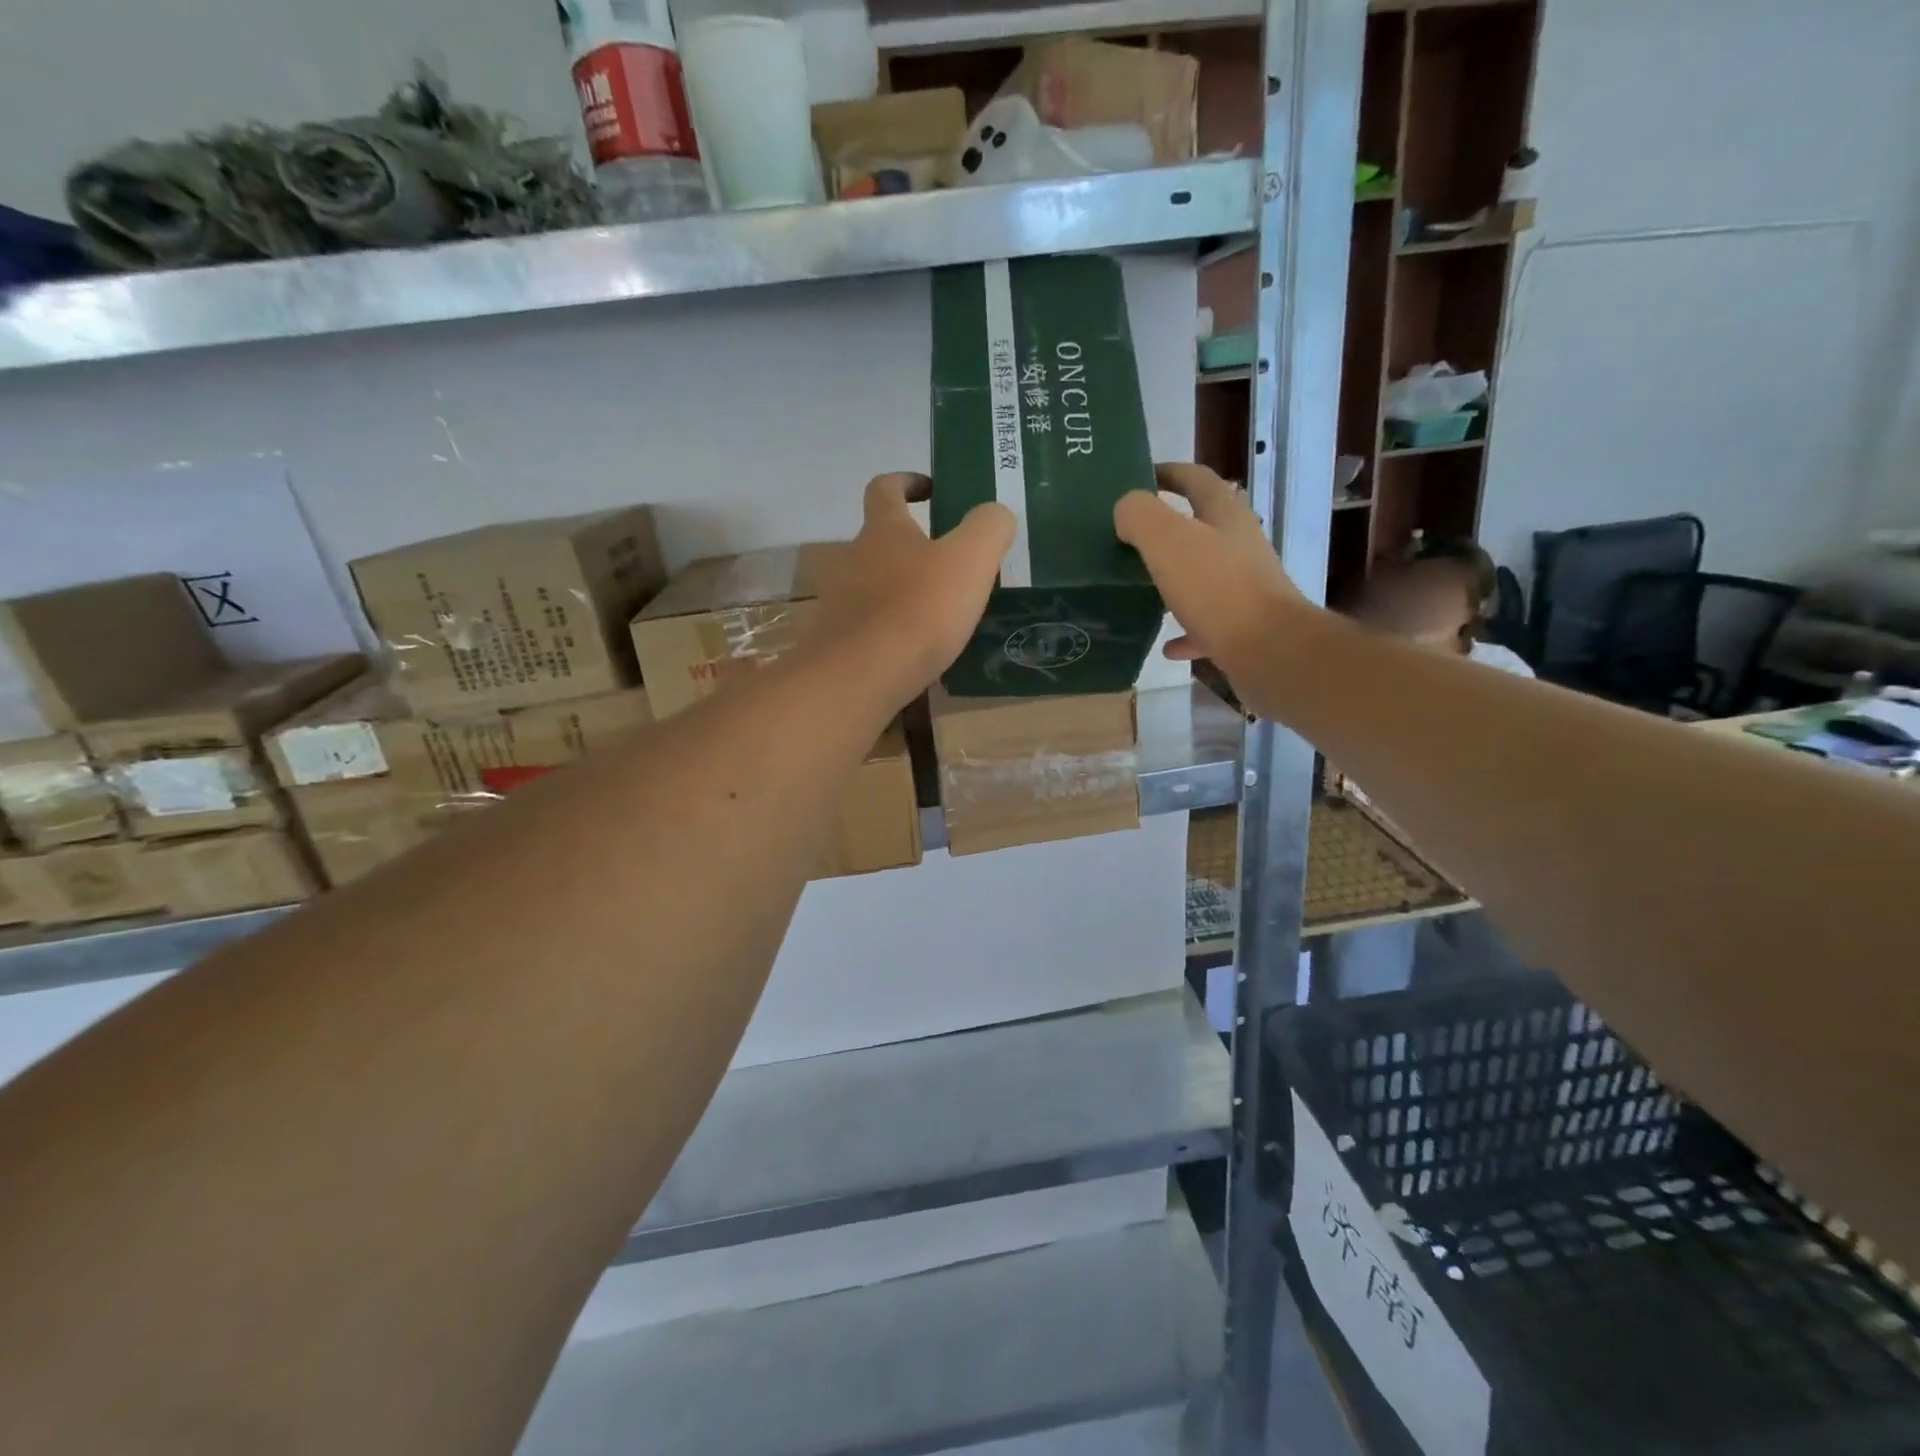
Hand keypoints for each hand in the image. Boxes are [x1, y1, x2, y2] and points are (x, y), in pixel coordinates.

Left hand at [813, 472, 1015, 707]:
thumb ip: (989, 528)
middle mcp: (853, 558)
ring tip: (937, 611)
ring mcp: (840, 601)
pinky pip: (869, 625)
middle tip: (948, 563)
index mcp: (883, 529)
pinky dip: (891, 628)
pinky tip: (915, 648)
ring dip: (901, 589)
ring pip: (873, 584)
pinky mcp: (838, 641)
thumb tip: (995, 515)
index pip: (885, 487)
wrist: (861, 675)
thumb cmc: (919, 609)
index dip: (906, 482)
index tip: (930, 491)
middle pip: (879, 540)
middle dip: (910, 545)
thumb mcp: (971, 559)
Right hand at [1115, 463, 1310, 683]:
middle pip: (1202, 528)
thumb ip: (1141, 516)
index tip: (1139, 477)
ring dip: (1174, 581)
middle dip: (1167, 530)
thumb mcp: (1169, 541)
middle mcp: (1239, 547)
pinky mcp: (1242, 628)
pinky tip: (1165, 645)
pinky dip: (1184, 631)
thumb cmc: (1218, 589)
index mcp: (1225, 516)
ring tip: (1141, 589)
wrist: (1269, 651)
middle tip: (1128, 538)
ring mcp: (1244, 589)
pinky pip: (1206, 625)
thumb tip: (1125, 509)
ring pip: (1203, 577)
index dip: (1168, 473)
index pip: (1197, 480)